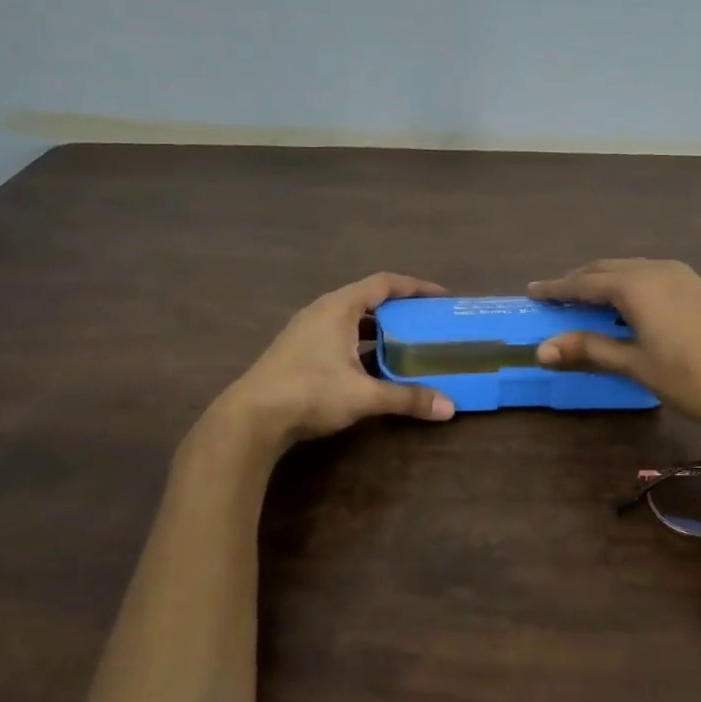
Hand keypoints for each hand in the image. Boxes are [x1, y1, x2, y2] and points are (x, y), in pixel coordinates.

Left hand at [218, 272, 457, 450]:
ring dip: (379, 328)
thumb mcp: (364, 396)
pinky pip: (338, 335)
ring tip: (405, 343)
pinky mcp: (297, 351)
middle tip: (426, 321)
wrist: (251, 418)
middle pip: (368, 298)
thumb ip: (407, 398)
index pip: (384, 283)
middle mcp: (322, 311)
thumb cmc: (310, 392)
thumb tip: (449, 408)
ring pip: (351, 319)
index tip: (440, 297)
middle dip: (399, 308)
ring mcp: (306, 331)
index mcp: (340, 307)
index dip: (415, 287)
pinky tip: (372, 366)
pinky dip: (360, 343)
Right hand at [528, 259, 700, 459]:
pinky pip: (650, 276)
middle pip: (606, 269)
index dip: (557, 288)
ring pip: (629, 270)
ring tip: (584, 301)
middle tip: (554, 296)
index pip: (585, 282)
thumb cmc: (691, 379)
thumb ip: (589, 349)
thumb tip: (541, 350)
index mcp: (637, 285)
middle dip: (578, 281)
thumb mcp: (635, 364)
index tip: (532, 290)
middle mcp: (657, 269)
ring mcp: (682, 276)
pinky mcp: (698, 287)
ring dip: (603, 282)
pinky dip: (627, 286)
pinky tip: (625, 306)